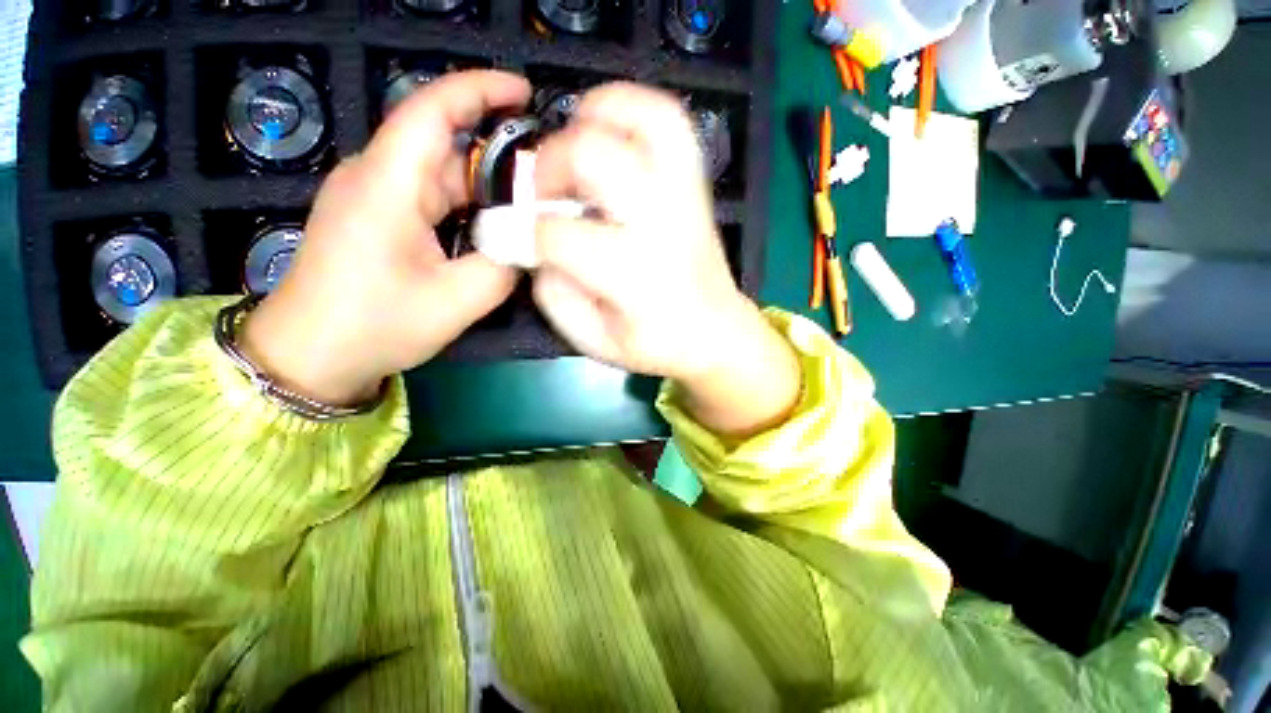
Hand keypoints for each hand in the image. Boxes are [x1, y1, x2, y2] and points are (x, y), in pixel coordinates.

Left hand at [240, 70, 530, 405]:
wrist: (311, 355)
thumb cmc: (375, 326)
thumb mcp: (455, 302)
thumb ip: (504, 266)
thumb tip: (532, 242)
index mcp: (387, 185)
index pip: (431, 111)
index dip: (479, 90)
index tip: (524, 92)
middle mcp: (377, 177)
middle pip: (446, 149)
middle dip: (499, 160)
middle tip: (548, 185)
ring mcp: (374, 197)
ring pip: (441, 177)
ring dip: (485, 192)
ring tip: (529, 214)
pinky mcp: (377, 217)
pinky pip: (430, 199)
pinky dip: (467, 209)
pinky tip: (493, 231)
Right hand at [533, 84, 799, 434]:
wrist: (715, 331)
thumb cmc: (656, 343)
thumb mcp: (596, 341)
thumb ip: (555, 296)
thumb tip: (534, 246)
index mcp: (635, 277)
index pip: (559, 235)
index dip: (519, 231)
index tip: (505, 235)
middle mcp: (662, 225)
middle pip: (593, 156)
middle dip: (549, 165)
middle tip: (543, 192)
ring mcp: (685, 196)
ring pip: (644, 117)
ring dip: (594, 116)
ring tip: (574, 146)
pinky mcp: (696, 183)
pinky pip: (670, 120)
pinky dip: (631, 109)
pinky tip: (609, 135)